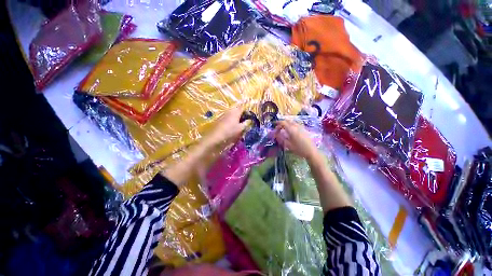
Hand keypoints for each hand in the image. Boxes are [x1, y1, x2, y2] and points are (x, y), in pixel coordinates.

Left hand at [207, 106, 248, 144]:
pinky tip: (232, 126)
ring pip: (232, 113)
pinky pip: (228, 117)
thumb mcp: (240, 129)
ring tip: (239, 124)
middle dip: (242, 114)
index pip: (243, 107)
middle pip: (237, 110)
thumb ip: (246, 123)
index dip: (247, 111)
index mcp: (235, 111)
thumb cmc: (230, 132)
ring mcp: (224, 114)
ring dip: (236, 117)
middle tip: (245, 121)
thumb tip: (250, 120)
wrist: (215, 137)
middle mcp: (229, 111)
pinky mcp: (220, 119)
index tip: (250, 117)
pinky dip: (231, 120)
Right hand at [275, 120, 318, 160]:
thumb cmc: (299, 149)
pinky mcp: (304, 129)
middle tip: (278, 127)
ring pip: (292, 122)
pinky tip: (291, 131)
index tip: (274, 126)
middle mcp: (296, 126)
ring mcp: (301, 127)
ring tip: (284, 129)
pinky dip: (291, 125)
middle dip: (282, 123)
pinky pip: (296, 124)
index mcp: (291, 129)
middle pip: (288, 121)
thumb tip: (276, 134)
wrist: (311, 151)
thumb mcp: (288, 145)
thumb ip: (281, 138)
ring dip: (287, 124)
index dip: (278, 123)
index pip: (283, 123)